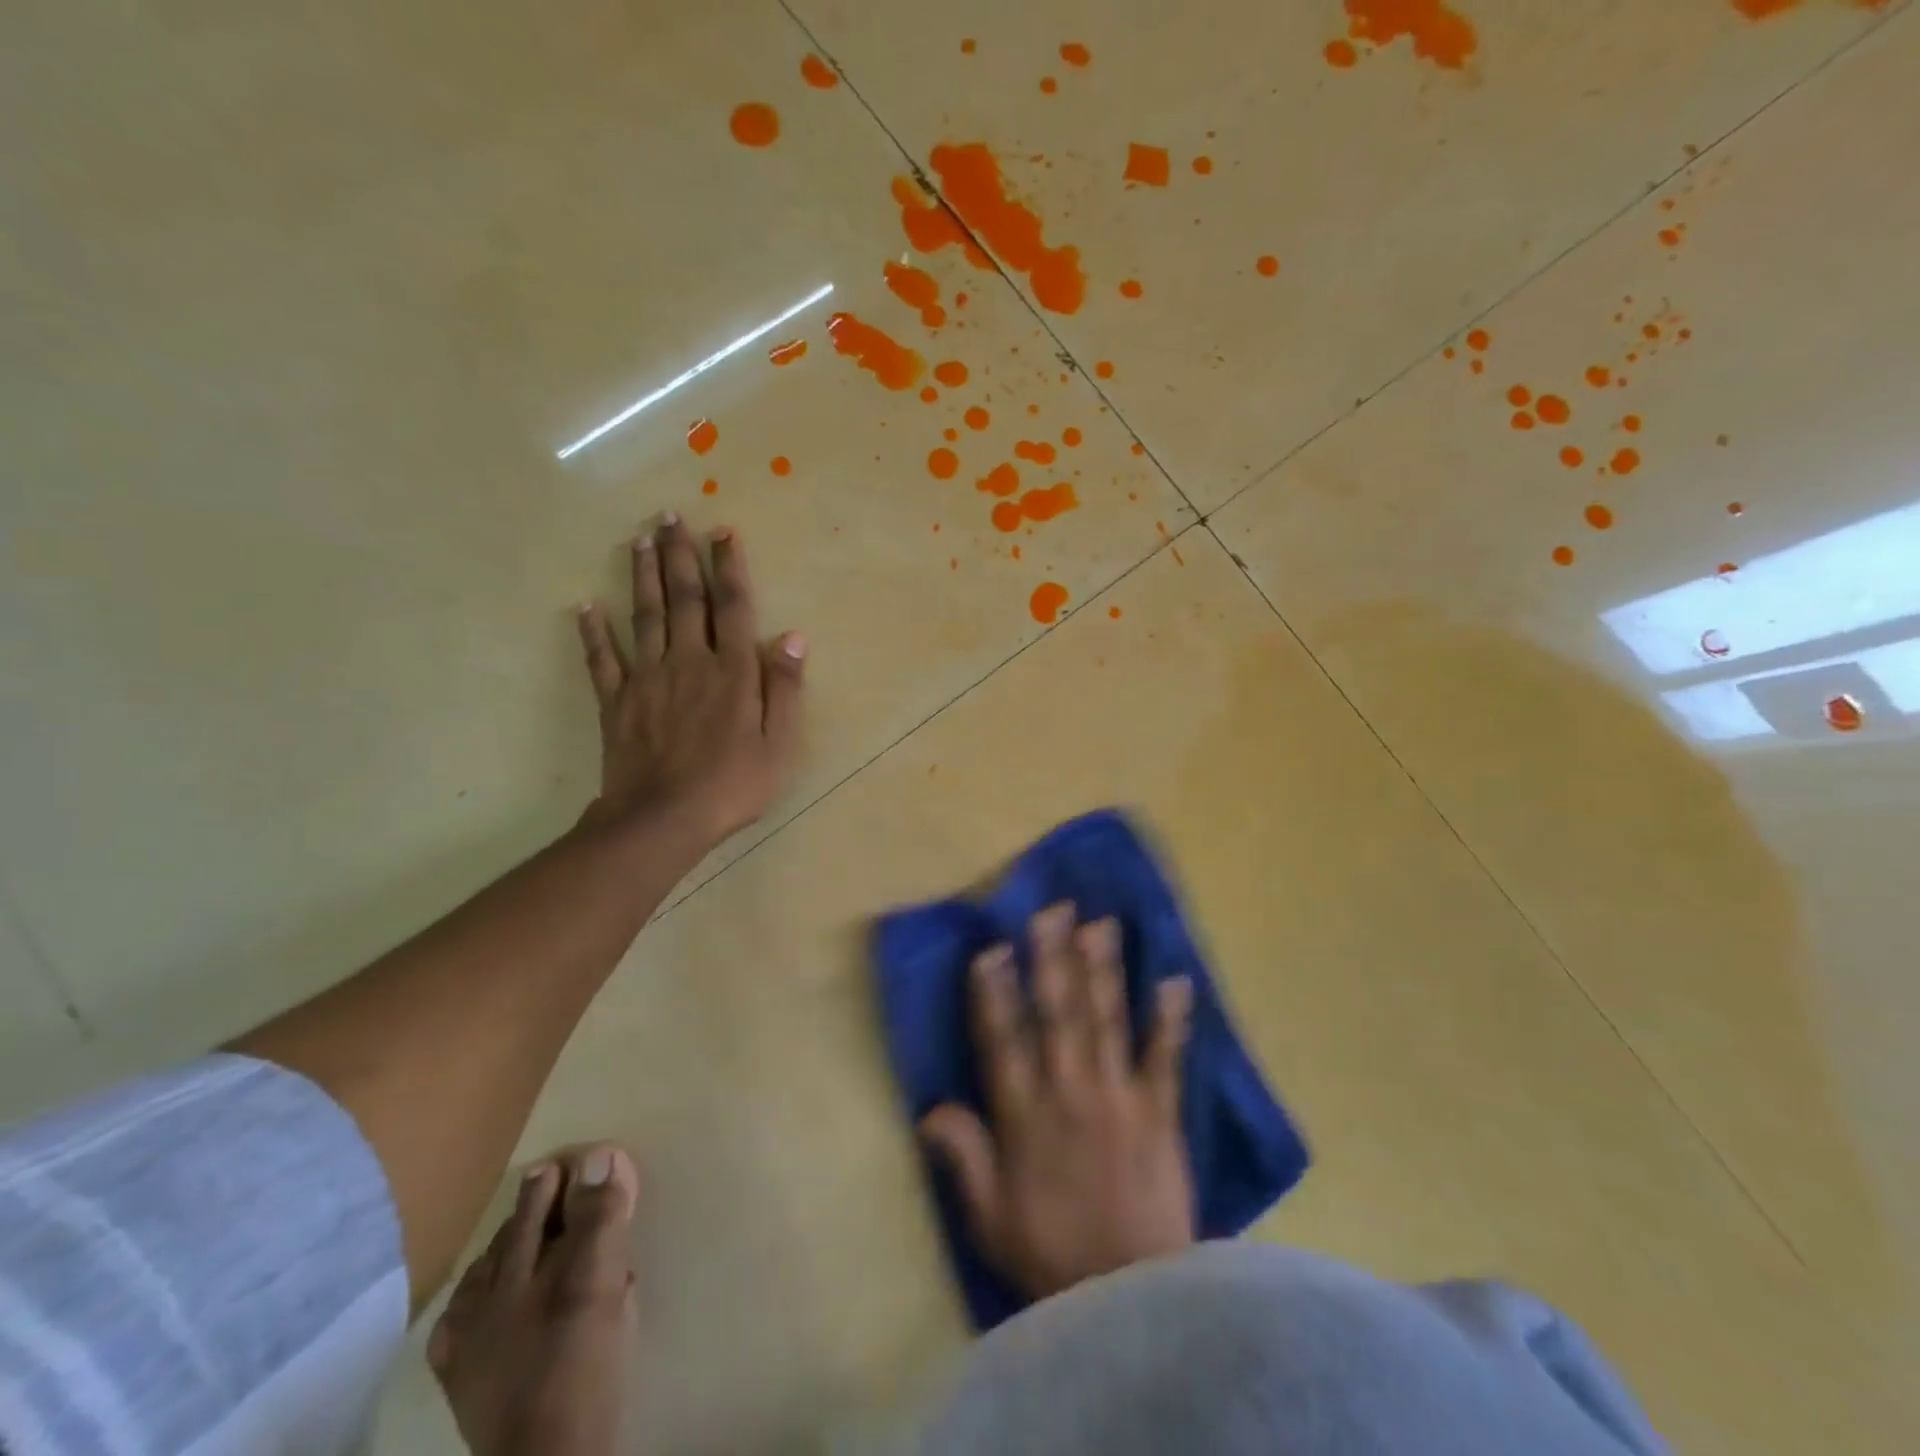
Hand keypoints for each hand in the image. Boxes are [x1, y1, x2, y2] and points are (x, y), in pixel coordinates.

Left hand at [575, 516, 805, 849]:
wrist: (663, 819)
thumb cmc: (732, 785)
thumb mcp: (779, 744)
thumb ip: (785, 689)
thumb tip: (793, 638)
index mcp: (732, 671)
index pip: (733, 607)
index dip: (729, 567)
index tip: (723, 532)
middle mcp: (689, 661)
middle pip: (684, 599)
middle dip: (680, 555)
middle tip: (671, 516)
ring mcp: (648, 678)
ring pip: (645, 616)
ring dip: (643, 575)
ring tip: (640, 539)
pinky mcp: (617, 701)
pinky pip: (602, 660)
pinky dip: (593, 632)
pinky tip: (586, 606)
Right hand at [920, 904, 1195, 1300]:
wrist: (1132, 1300)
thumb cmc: (1051, 1255)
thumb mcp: (990, 1217)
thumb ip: (963, 1158)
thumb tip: (929, 1108)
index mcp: (1024, 1116)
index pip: (1003, 1041)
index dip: (995, 993)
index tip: (993, 949)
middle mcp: (1068, 1092)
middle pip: (1058, 1014)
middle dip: (1053, 958)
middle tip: (1052, 910)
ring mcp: (1117, 1097)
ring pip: (1106, 1020)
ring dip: (1103, 969)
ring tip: (1100, 924)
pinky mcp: (1159, 1111)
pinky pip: (1165, 1058)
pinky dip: (1171, 1019)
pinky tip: (1176, 979)